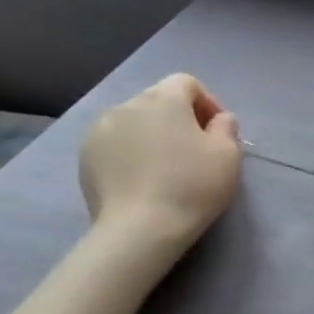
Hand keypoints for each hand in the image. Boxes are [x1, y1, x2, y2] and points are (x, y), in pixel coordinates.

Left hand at [79, 75, 242, 260]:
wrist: (139, 230)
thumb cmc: (191, 186)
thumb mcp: (229, 156)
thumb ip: (227, 128)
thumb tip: (219, 119)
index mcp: (163, 99)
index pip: (186, 83)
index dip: (206, 102)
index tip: (216, 131)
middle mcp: (127, 105)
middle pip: (158, 100)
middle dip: (177, 118)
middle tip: (193, 150)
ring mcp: (100, 130)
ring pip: (134, 122)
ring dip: (151, 134)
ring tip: (163, 165)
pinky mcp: (85, 156)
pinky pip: (114, 143)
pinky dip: (129, 152)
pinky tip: (140, 179)